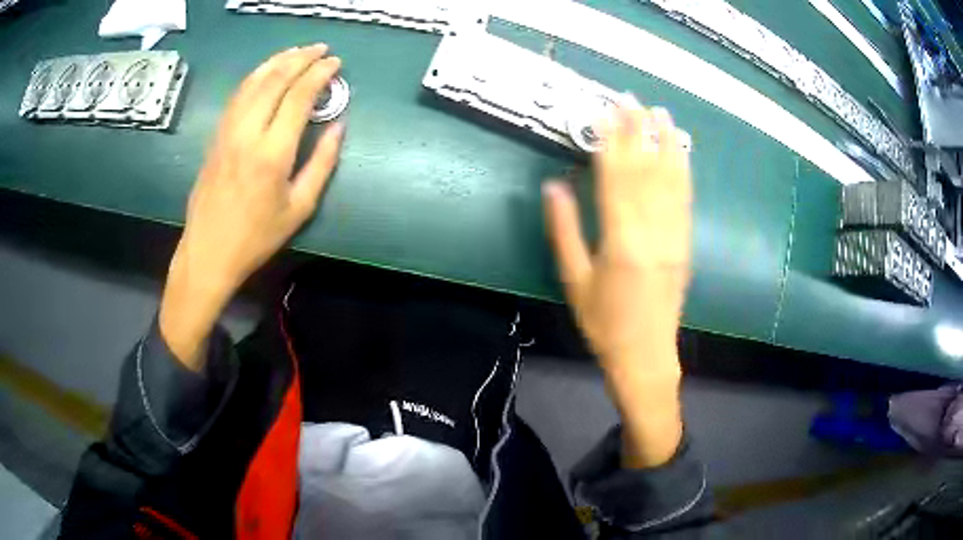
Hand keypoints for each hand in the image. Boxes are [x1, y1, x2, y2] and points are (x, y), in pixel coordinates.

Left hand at [160, 45, 344, 366]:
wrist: (208, 251)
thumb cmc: (256, 237)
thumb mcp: (299, 208)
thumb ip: (322, 164)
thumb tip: (338, 128)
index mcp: (272, 153)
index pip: (299, 97)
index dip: (320, 74)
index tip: (336, 63)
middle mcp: (247, 133)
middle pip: (275, 79)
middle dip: (301, 58)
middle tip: (321, 50)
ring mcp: (227, 131)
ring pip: (253, 81)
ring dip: (277, 60)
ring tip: (297, 51)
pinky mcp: (216, 136)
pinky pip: (237, 95)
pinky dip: (255, 75)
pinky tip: (266, 71)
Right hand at [543, 97, 691, 466]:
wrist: (645, 354)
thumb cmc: (603, 322)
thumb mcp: (574, 279)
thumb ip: (563, 229)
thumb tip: (554, 185)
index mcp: (621, 241)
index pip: (616, 177)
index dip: (611, 140)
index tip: (605, 111)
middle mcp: (653, 232)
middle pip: (646, 170)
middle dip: (638, 131)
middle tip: (630, 99)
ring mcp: (674, 236)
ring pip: (671, 179)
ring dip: (666, 142)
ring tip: (660, 113)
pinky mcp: (685, 243)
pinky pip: (685, 199)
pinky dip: (683, 169)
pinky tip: (680, 151)